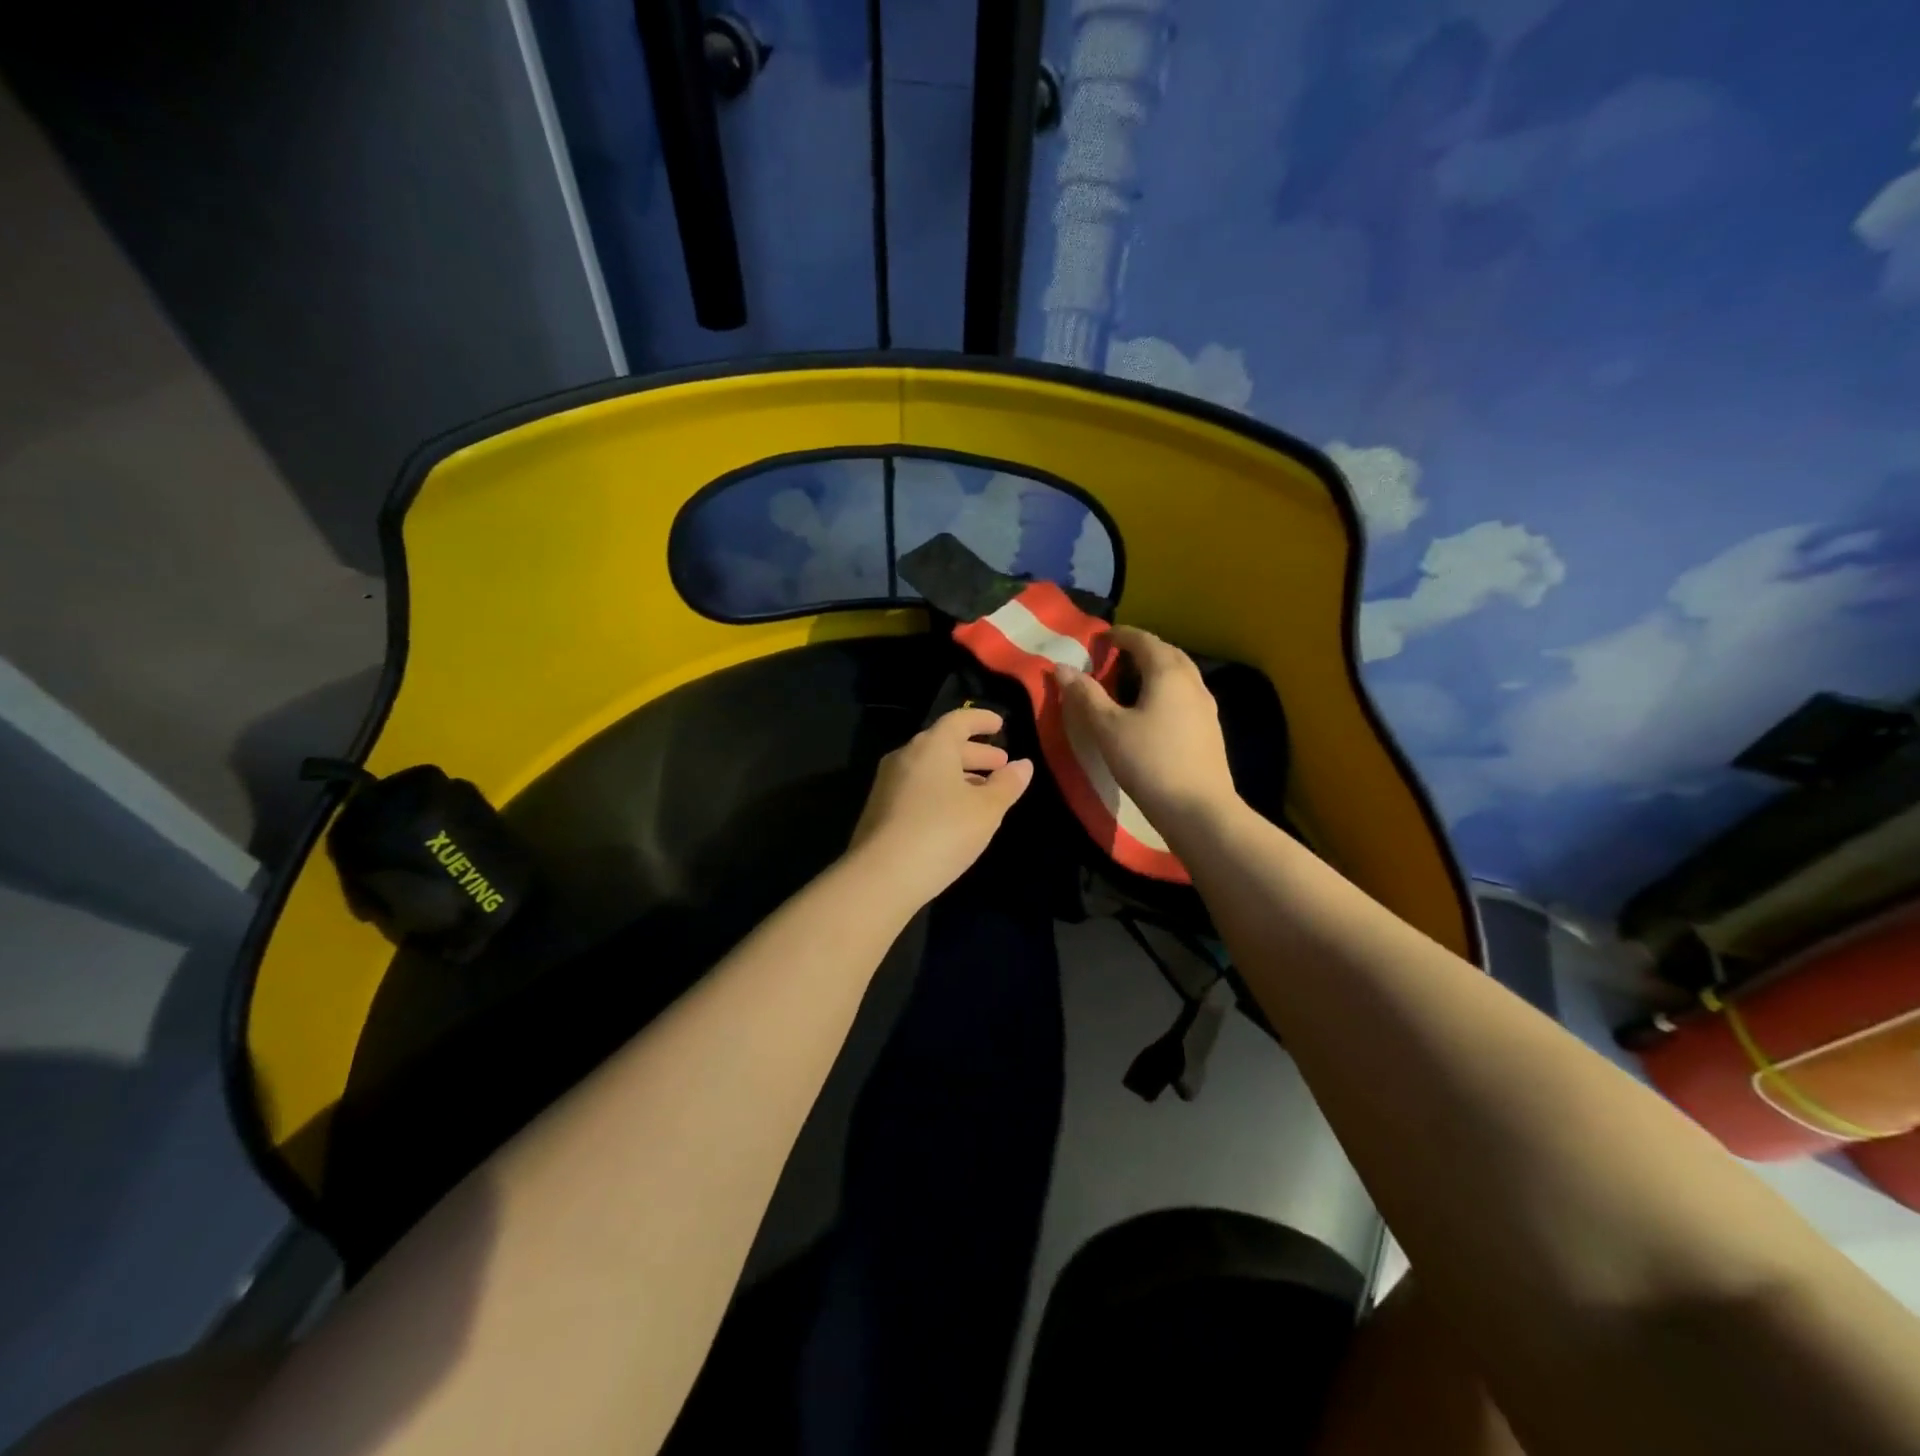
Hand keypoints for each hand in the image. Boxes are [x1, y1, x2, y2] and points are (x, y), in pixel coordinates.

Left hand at [846, 707, 1033, 906]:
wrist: (881, 876)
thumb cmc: (942, 832)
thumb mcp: (986, 810)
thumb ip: (1007, 785)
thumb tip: (1023, 765)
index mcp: (931, 746)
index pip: (958, 720)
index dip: (981, 719)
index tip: (1000, 725)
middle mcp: (905, 756)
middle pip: (943, 744)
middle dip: (975, 753)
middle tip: (1000, 764)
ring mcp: (888, 783)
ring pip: (929, 768)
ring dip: (958, 774)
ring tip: (983, 791)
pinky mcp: (880, 809)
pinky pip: (917, 787)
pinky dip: (940, 790)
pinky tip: (955, 813)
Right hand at [1057, 626, 1237, 831]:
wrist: (1198, 809)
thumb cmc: (1148, 762)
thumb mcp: (1108, 728)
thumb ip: (1085, 695)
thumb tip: (1062, 668)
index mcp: (1167, 673)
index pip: (1143, 640)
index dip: (1120, 635)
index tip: (1100, 639)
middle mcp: (1192, 682)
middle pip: (1166, 652)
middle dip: (1141, 649)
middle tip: (1115, 657)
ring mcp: (1206, 706)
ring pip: (1180, 674)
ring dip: (1156, 669)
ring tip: (1131, 682)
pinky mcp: (1210, 729)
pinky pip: (1186, 695)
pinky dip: (1166, 690)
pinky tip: (1153, 711)